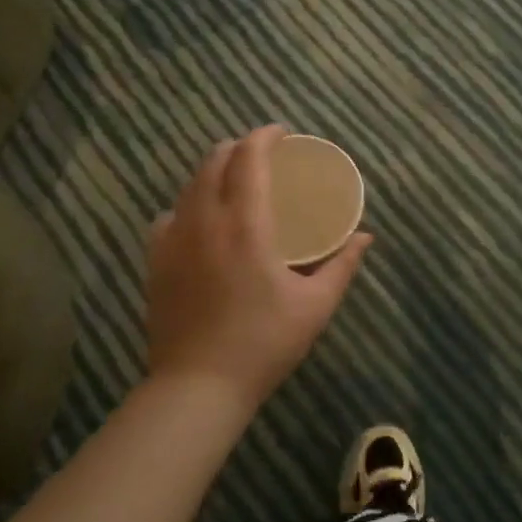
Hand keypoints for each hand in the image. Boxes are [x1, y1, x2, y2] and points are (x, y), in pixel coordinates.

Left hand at [144, 125, 372, 412]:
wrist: (198, 387)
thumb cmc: (263, 343)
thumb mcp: (315, 305)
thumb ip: (342, 265)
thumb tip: (365, 237)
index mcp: (246, 223)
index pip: (249, 158)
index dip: (264, 136)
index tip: (281, 133)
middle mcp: (205, 220)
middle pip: (214, 161)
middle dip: (238, 148)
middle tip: (262, 155)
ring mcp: (174, 240)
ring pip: (190, 185)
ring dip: (213, 172)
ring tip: (233, 182)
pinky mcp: (156, 262)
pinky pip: (168, 217)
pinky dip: (187, 205)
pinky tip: (199, 221)